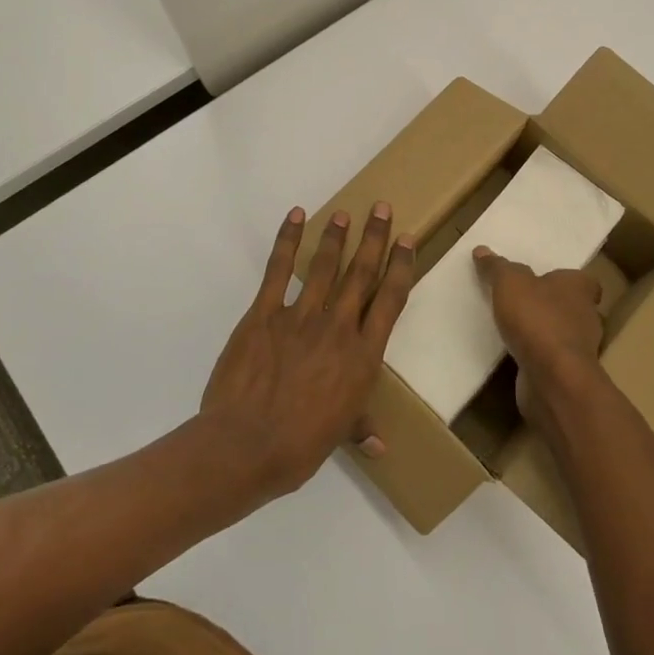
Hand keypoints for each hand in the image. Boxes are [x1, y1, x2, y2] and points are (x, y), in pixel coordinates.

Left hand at [201, 203, 416, 500]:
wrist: (247, 445)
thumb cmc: (300, 445)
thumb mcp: (338, 435)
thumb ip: (360, 428)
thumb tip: (380, 447)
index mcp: (363, 355)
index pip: (389, 300)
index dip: (400, 266)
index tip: (406, 240)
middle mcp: (338, 327)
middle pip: (361, 274)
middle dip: (373, 238)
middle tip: (381, 208)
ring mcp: (300, 316)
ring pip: (324, 267)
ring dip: (335, 237)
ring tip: (344, 214)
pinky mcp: (264, 314)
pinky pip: (278, 270)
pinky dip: (287, 241)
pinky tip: (295, 218)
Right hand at [472, 246, 605, 420]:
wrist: (553, 378)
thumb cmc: (537, 319)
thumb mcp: (509, 283)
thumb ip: (497, 267)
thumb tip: (482, 250)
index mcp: (579, 287)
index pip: (583, 279)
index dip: (566, 280)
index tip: (545, 280)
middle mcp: (586, 316)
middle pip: (572, 306)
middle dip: (551, 305)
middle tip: (523, 301)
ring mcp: (580, 349)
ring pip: (562, 334)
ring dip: (543, 332)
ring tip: (514, 328)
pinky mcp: (568, 374)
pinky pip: (550, 359)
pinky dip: (537, 356)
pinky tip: (515, 354)